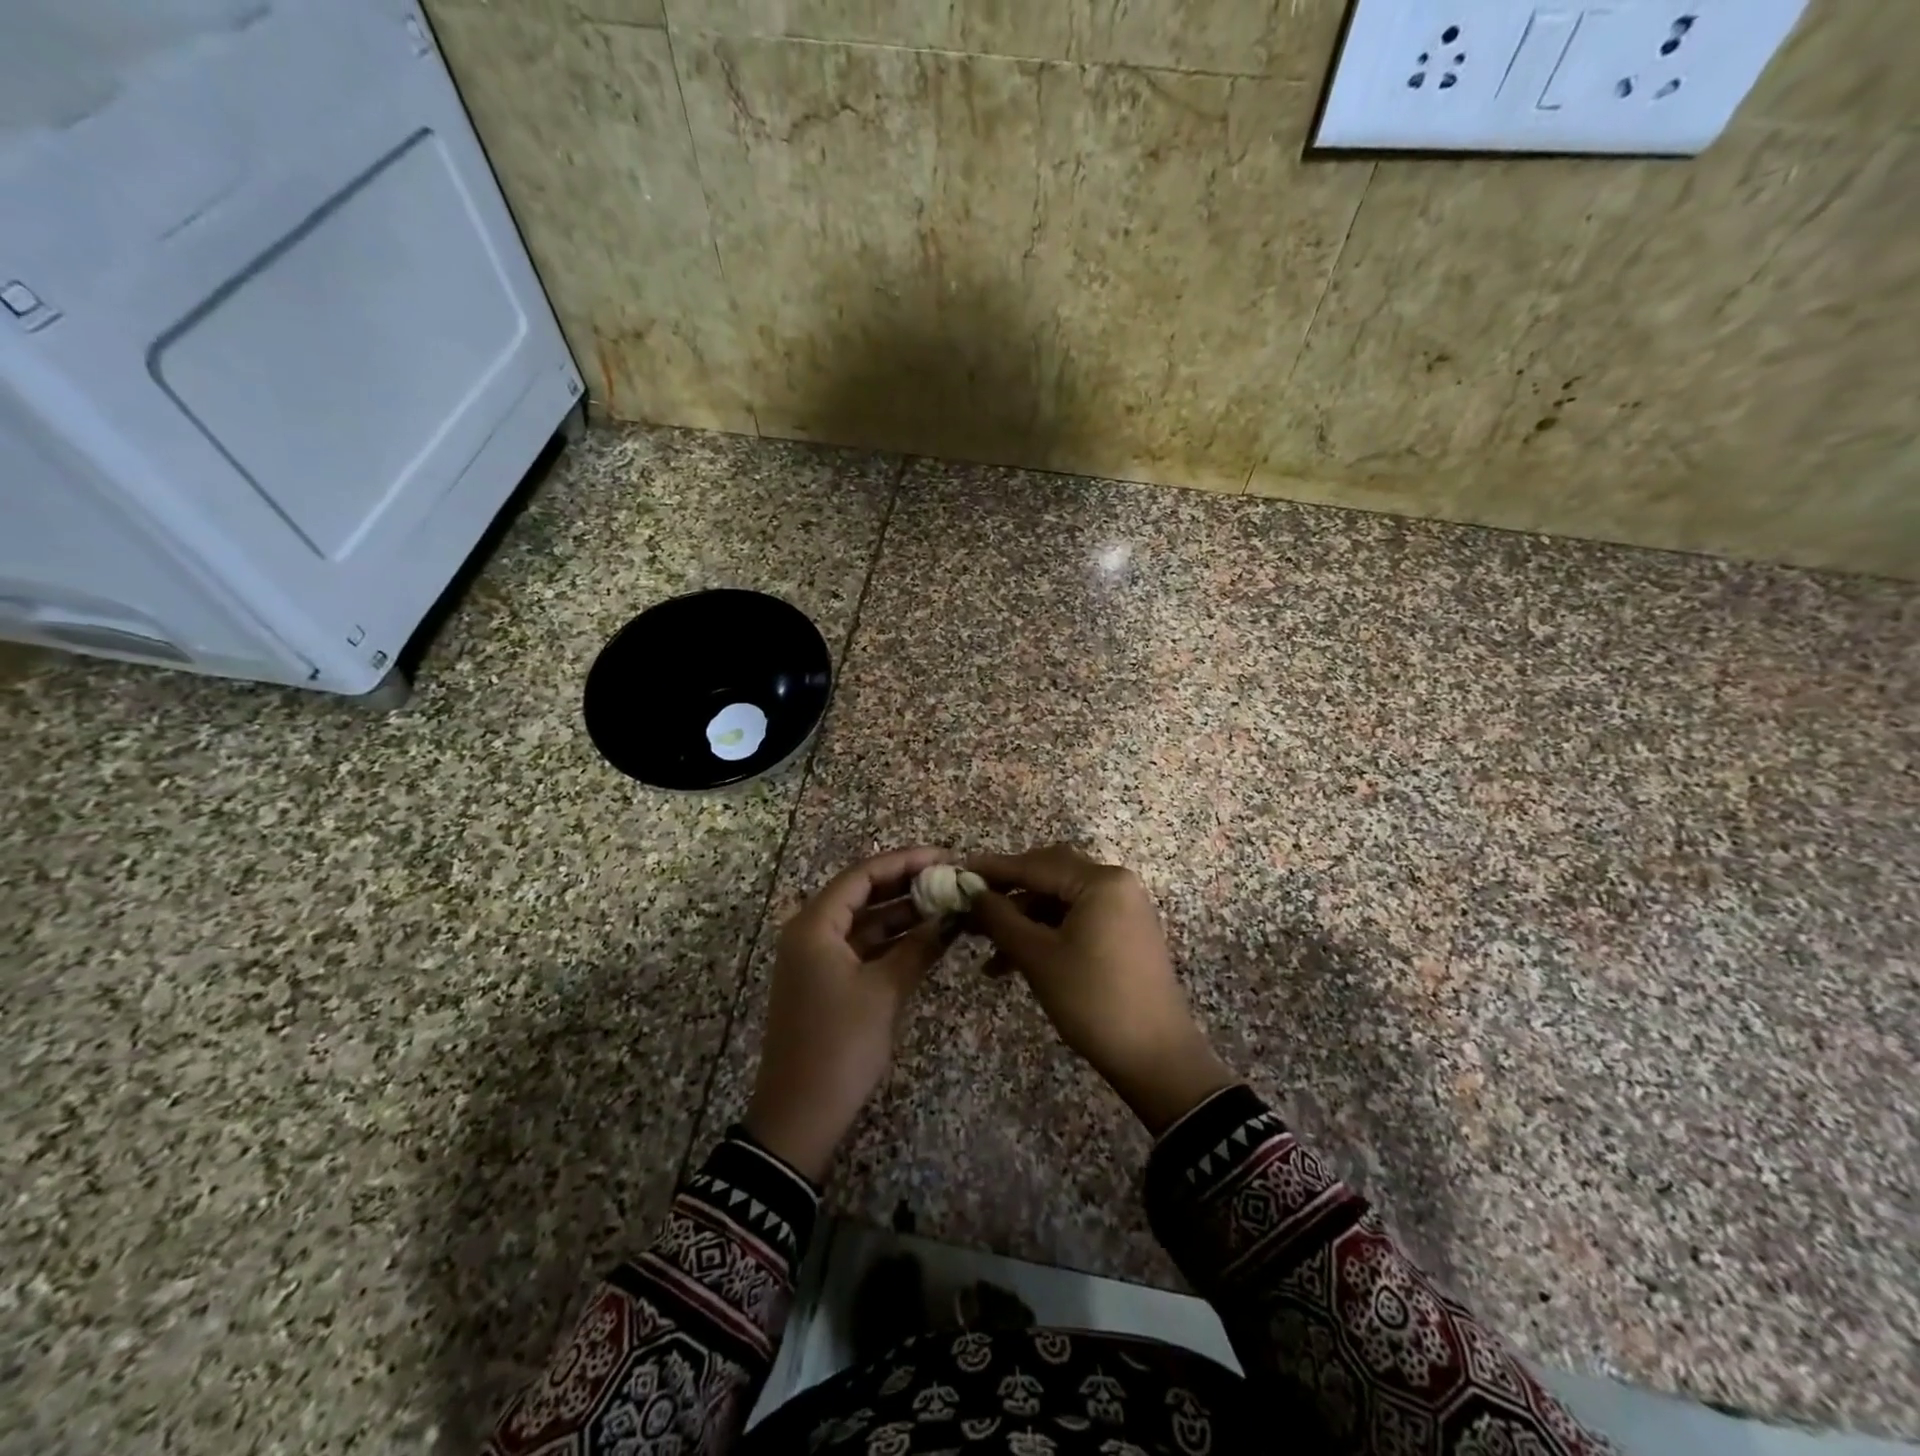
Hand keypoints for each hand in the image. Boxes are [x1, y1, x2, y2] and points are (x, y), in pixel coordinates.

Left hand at [744, 847, 955, 1179]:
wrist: (799, 1115)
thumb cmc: (839, 1045)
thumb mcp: (884, 992)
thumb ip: (918, 948)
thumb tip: (950, 917)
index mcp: (815, 924)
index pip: (863, 875)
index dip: (905, 861)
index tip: (945, 857)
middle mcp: (811, 931)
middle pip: (863, 893)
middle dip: (907, 884)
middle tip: (951, 878)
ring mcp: (817, 958)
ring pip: (865, 921)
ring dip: (904, 913)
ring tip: (948, 904)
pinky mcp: (826, 981)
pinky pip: (863, 947)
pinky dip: (893, 942)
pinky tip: (929, 938)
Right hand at [967, 845, 1236, 1134]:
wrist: (1156, 1057)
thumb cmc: (1093, 1000)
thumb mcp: (1038, 957)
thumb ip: (1001, 918)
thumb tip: (972, 892)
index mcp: (1100, 881)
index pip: (1036, 864)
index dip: (994, 869)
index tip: (958, 871)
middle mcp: (1115, 884)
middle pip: (1050, 876)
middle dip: (1009, 895)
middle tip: (971, 909)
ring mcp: (1123, 909)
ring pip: (1061, 902)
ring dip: (1024, 921)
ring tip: (987, 951)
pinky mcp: (1124, 934)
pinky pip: (1076, 920)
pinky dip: (1046, 934)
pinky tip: (1015, 962)